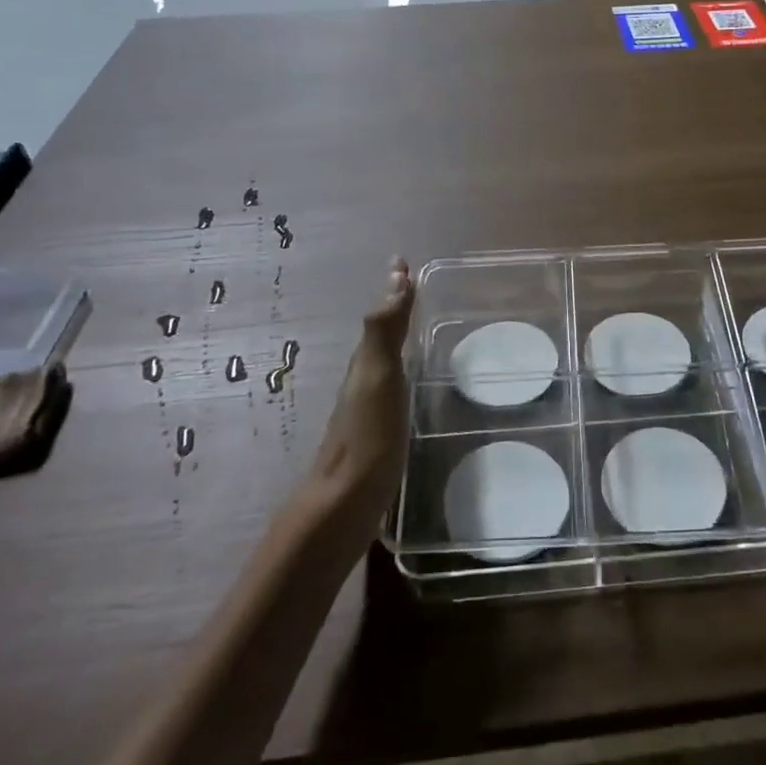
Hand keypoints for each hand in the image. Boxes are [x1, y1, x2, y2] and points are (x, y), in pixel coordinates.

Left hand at [308, 258, 414, 517]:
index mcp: (366, 363)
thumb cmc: (367, 436)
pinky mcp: (379, 434)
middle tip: (417, 287)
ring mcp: (369, 409)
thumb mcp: (378, 375)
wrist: (345, 504)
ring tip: (420, 327)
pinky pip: (393, 387)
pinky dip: (403, 370)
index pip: (382, 314)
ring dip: (398, 338)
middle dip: (397, 308)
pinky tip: (415, 383)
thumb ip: (384, 329)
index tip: (404, 261)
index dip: (394, 288)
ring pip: (385, 360)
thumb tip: (396, 274)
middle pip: (381, 334)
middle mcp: (364, 380)